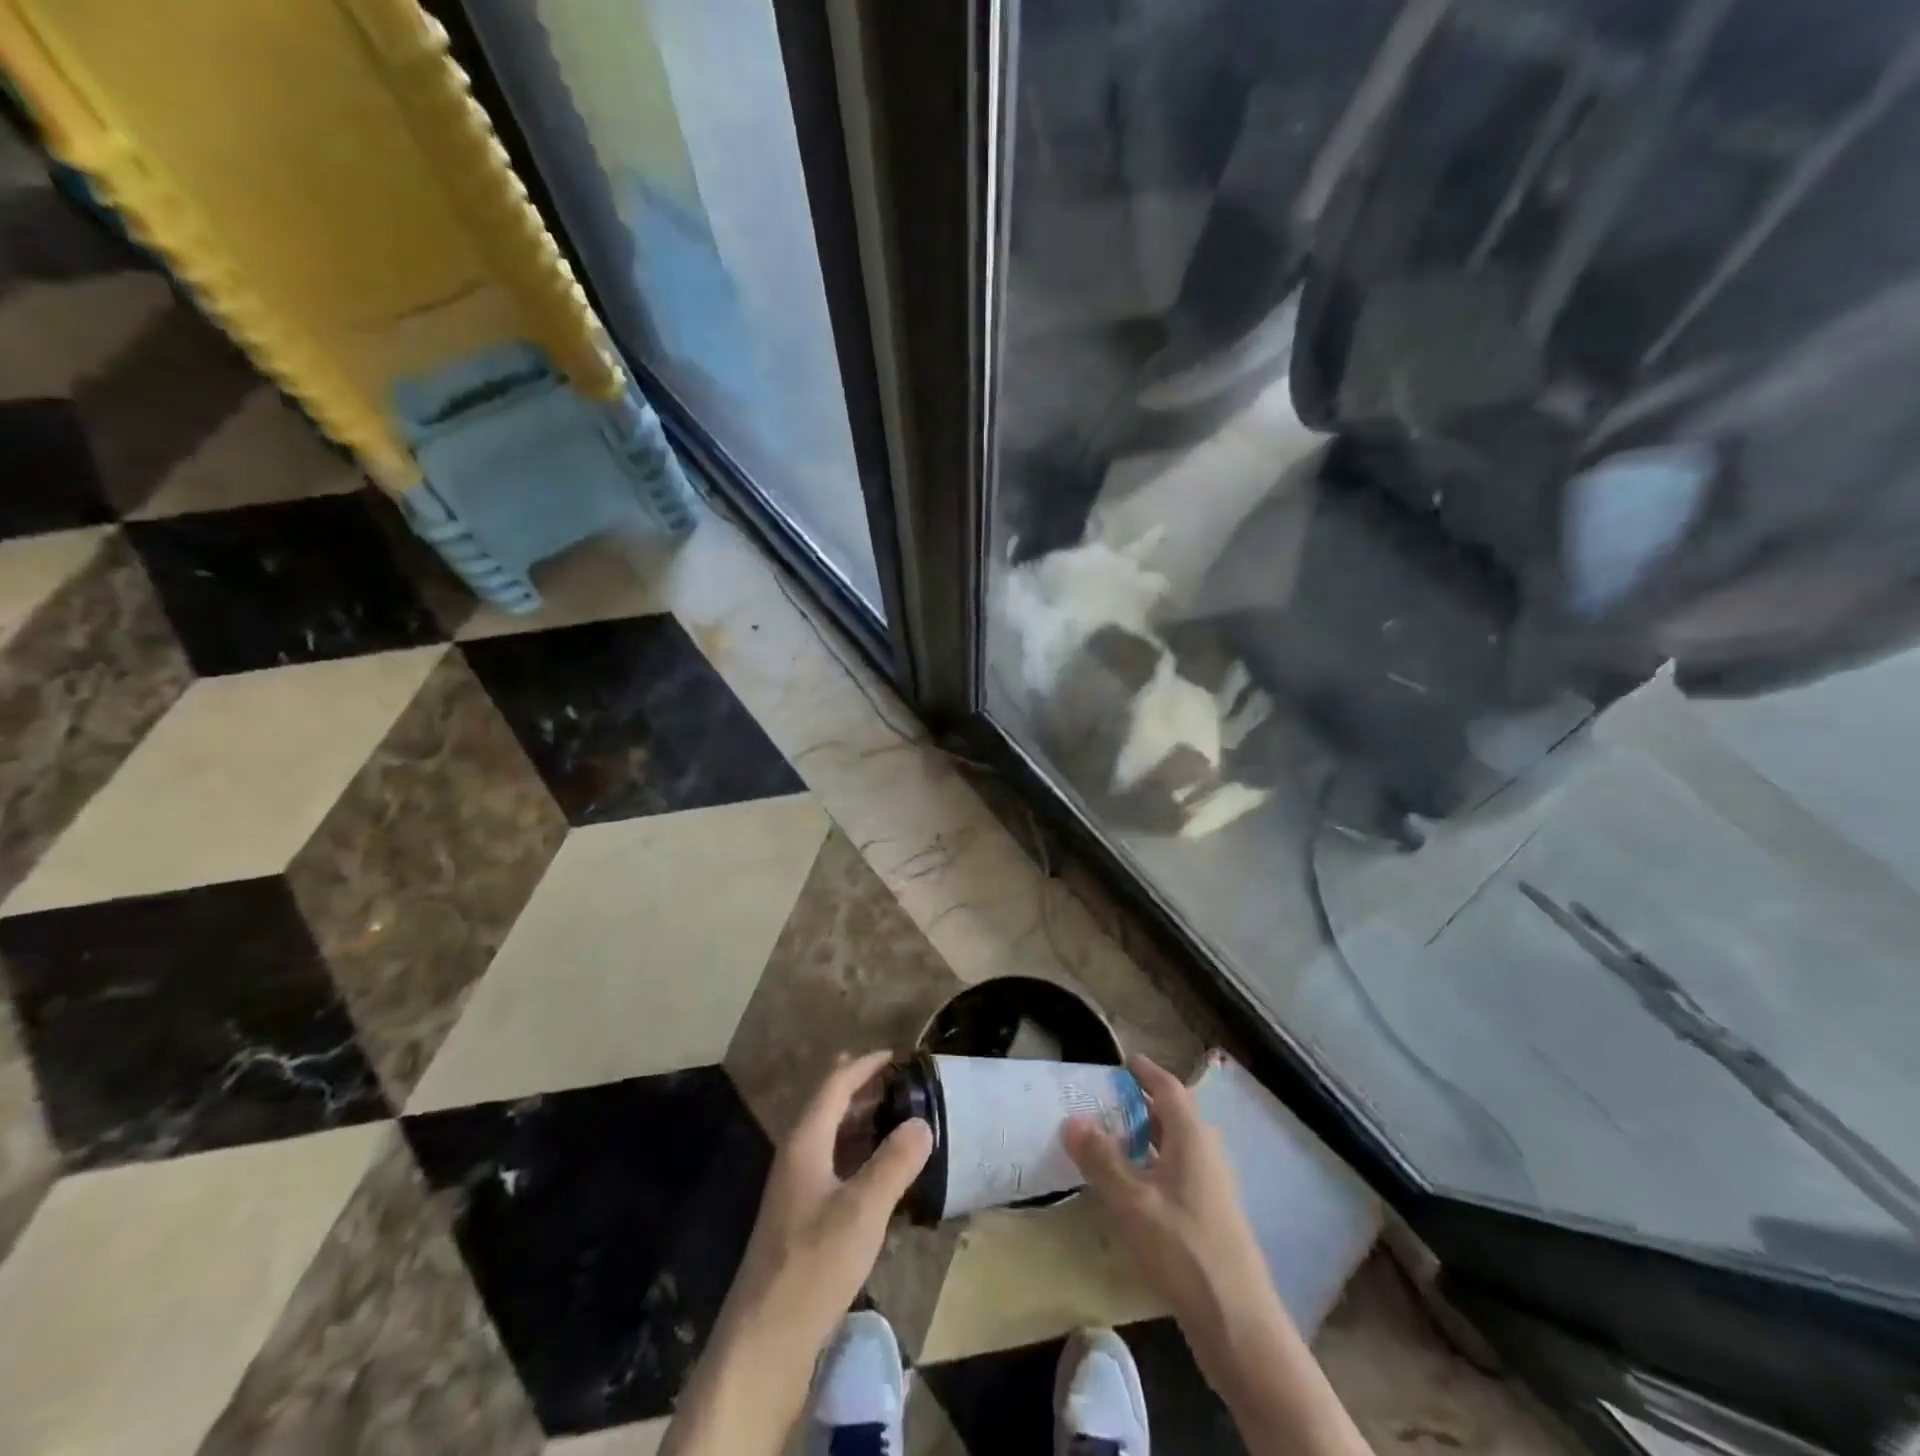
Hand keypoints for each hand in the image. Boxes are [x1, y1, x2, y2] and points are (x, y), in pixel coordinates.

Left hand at [722, 1051, 932, 1357]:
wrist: (764, 1344)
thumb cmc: (813, 1265)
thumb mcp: (863, 1210)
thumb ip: (895, 1162)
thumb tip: (922, 1121)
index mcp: (804, 1143)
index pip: (834, 1086)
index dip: (863, 1066)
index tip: (894, 1055)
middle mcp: (796, 1159)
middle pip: (828, 1109)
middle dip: (861, 1090)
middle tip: (900, 1083)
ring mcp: (795, 1193)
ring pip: (830, 1141)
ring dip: (860, 1124)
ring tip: (895, 1119)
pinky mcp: (800, 1223)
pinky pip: (833, 1170)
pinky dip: (857, 1157)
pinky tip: (879, 1175)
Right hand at [1065, 1055, 1286, 1386]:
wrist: (1238, 1323)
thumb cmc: (1184, 1249)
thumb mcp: (1133, 1202)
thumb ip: (1102, 1159)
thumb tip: (1072, 1119)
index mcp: (1192, 1138)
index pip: (1168, 1088)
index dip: (1146, 1072)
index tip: (1122, 1061)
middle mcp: (1206, 1153)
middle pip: (1172, 1115)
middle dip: (1139, 1104)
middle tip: (1103, 1101)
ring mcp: (1212, 1186)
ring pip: (1174, 1146)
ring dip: (1144, 1136)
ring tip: (1108, 1139)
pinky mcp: (1210, 1215)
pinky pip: (1176, 1171)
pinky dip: (1152, 1165)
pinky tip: (1129, 1186)